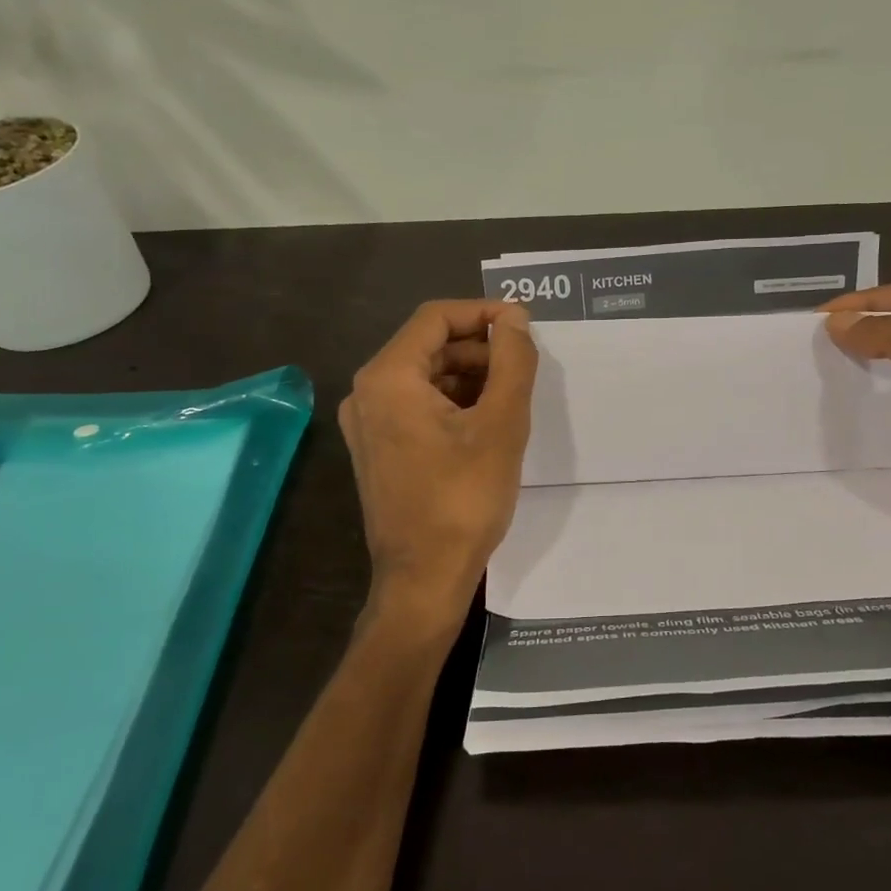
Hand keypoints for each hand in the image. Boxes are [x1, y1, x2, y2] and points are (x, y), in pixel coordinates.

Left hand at [339, 300, 538, 628]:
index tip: (524, 324)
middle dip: (478, 347)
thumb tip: (513, 317)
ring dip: (468, 375)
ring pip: (424, 377)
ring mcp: (367, 424)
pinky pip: (416, 406)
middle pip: (428, 346)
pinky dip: (452, 402)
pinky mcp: (377, 450)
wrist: (424, 578)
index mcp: (387, 378)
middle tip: (523, 364)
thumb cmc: (464, 499)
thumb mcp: (501, 423)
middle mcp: (366, 393)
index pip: (436, 318)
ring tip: (511, 394)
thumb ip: (512, 360)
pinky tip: (486, 421)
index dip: (483, 312)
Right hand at [822, 283, 890, 648]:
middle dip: (858, 330)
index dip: (869, 301)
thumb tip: (836, 323)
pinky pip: (883, 407)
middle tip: (809, 340)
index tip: (822, 316)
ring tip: (810, 366)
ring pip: (888, 369)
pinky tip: (827, 400)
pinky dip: (856, 401)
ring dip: (853, 366)